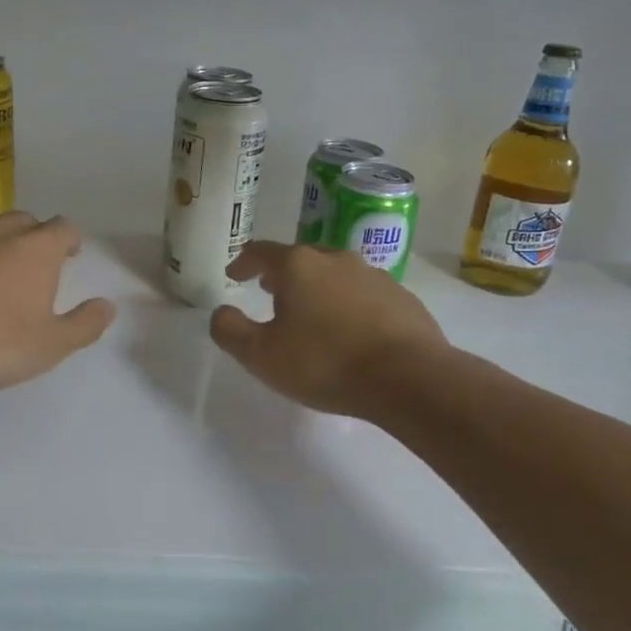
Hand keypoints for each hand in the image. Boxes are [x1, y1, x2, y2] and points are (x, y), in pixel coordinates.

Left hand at [0, 212, 115, 396]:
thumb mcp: (50, 345)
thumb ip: (84, 324)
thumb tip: (108, 306)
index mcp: (38, 247)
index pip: (65, 228)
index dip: (70, 241)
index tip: (70, 256)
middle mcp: (2, 230)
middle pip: (26, 221)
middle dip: (35, 238)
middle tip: (34, 266)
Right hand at [210, 242, 447, 419]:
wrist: (409, 378)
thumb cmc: (325, 362)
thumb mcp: (261, 355)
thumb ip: (230, 331)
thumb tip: (221, 313)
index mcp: (298, 265)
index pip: (261, 252)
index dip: (243, 261)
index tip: (234, 274)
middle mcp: (336, 259)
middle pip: (301, 259)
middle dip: (282, 273)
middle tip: (269, 290)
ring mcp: (374, 275)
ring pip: (335, 274)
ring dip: (318, 288)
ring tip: (312, 313)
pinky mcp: (402, 298)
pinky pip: (365, 295)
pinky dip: (350, 305)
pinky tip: (352, 331)